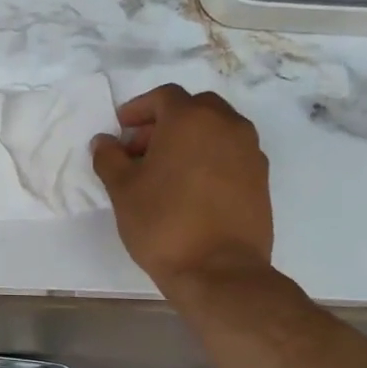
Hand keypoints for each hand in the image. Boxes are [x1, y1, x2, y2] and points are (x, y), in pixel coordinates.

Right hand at [90, 84, 274, 293]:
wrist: (219, 271)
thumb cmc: (163, 223)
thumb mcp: (123, 190)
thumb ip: (110, 158)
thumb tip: (105, 142)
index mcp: (191, 119)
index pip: (164, 97)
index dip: (139, 109)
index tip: (122, 129)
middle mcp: (227, 125)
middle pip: (194, 108)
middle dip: (165, 122)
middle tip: (141, 150)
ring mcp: (250, 151)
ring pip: (216, 130)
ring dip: (190, 139)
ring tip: (165, 172)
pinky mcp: (261, 178)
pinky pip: (231, 154)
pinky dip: (209, 158)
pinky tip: (190, 189)